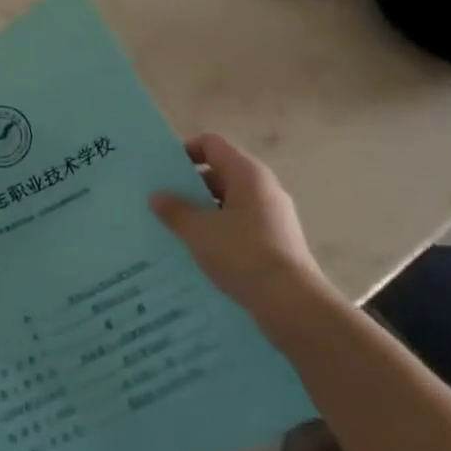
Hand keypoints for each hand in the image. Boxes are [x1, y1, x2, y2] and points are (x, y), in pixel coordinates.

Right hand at [149, 134, 331, 328]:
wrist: (293, 305)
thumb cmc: (243, 255)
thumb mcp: (199, 231)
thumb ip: (175, 210)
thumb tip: (157, 196)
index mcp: (247, 174)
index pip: (211, 145)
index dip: (185, 152)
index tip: (162, 172)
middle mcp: (263, 189)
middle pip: (219, 173)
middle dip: (189, 186)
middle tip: (160, 202)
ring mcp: (272, 217)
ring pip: (228, 203)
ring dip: (202, 212)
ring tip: (173, 230)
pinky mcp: (275, 243)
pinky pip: (238, 227)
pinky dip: (218, 233)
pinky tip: (198, 253)